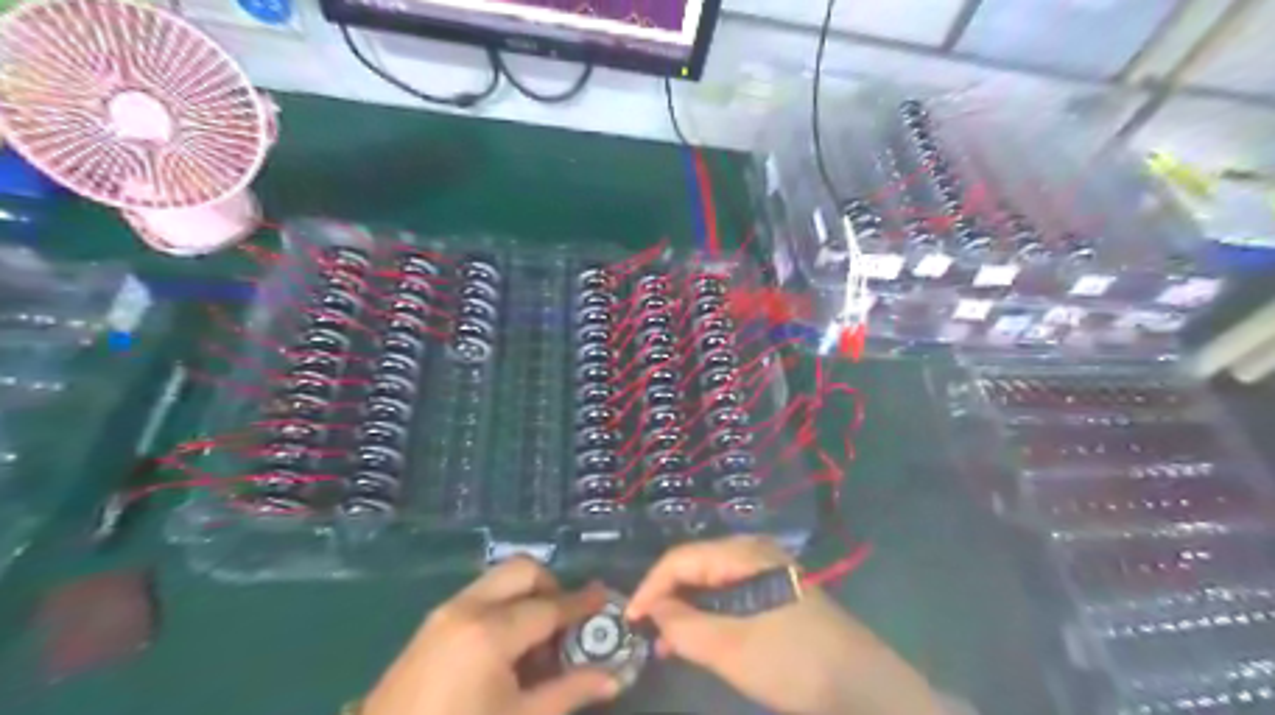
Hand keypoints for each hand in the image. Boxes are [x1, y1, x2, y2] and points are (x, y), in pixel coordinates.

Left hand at [362, 558, 621, 714]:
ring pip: (499, 581)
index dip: (581, 604)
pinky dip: (503, 607)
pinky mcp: (430, 625)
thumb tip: (613, 677)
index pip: (550, 607)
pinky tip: (506, 651)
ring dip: (526, 597)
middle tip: (566, 624)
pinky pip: (479, 597)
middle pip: (522, 570)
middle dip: (551, 587)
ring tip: (536, 644)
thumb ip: (570, 692)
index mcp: (490, 632)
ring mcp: (444, 613)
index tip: (605, 598)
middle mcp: (467, 608)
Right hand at [624, 536, 938, 714]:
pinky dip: (709, 616)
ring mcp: (768, 573)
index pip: (680, 559)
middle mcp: (754, 553)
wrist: (865, 687)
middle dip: (668, 598)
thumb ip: (684, 627)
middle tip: (647, 634)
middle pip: (696, 566)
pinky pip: (731, 596)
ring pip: (712, 583)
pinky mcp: (777, 595)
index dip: (650, 587)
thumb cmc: (793, 661)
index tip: (629, 620)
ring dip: (687, 609)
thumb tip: (652, 611)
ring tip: (668, 643)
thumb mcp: (731, 647)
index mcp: (743, 554)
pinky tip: (701, 639)